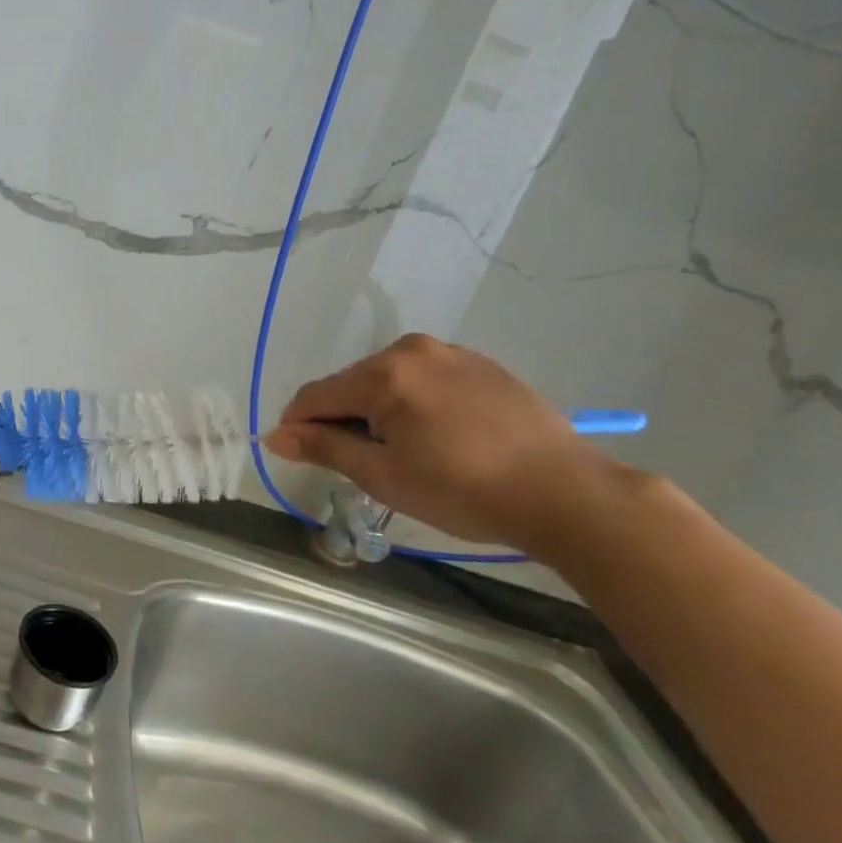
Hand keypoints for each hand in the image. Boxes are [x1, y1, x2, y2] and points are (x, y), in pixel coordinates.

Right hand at [265, 335, 617, 553]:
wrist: (565, 492)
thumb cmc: (463, 490)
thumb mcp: (384, 476)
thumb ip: (325, 449)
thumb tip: (276, 436)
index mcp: (384, 374)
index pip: (316, 395)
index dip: (298, 426)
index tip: (298, 455)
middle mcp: (411, 350)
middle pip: (352, 384)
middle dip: (344, 419)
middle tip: (365, 465)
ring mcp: (450, 352)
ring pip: (388, 380)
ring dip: (380, 411)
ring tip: (407, 453)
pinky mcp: (480, 363)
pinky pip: (425, 378)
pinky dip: (415, 403)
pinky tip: (440, 437)